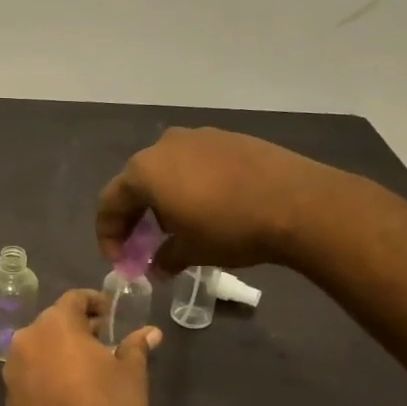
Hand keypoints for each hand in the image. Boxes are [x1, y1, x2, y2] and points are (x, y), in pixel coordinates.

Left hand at [3, 289, 158, 405]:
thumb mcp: (132, 375)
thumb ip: (136, 347)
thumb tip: (151, 332)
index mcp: (56, 324)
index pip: (74, 298)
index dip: (94, 302)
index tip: (110, 314)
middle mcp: (28, 338)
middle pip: (53, 322)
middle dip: (77, 328)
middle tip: (103, 342)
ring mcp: (13, 368)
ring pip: (39, 348)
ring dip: (59, 351)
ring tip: (85, 368)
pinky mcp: (8, 396)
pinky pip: (30, 374)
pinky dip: (46, 374)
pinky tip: (66, 392)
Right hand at [96, 127, 344, 274]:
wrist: (298, 202)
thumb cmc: (230, 228)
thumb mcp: (190, 251)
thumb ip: (163, 259)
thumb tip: (156, 268)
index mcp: (144, 171)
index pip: (109, 203)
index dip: (108, 235)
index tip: (120, 261)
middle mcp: (164, 145)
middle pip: (136, 183)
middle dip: (135, 216)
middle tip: (144, 245)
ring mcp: (198, 137)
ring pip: (167, 170)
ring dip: (164, 199)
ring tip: (179, 226)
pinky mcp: (228, 138)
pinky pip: (197, 163)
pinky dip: (192, 185)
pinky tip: (210, 207)